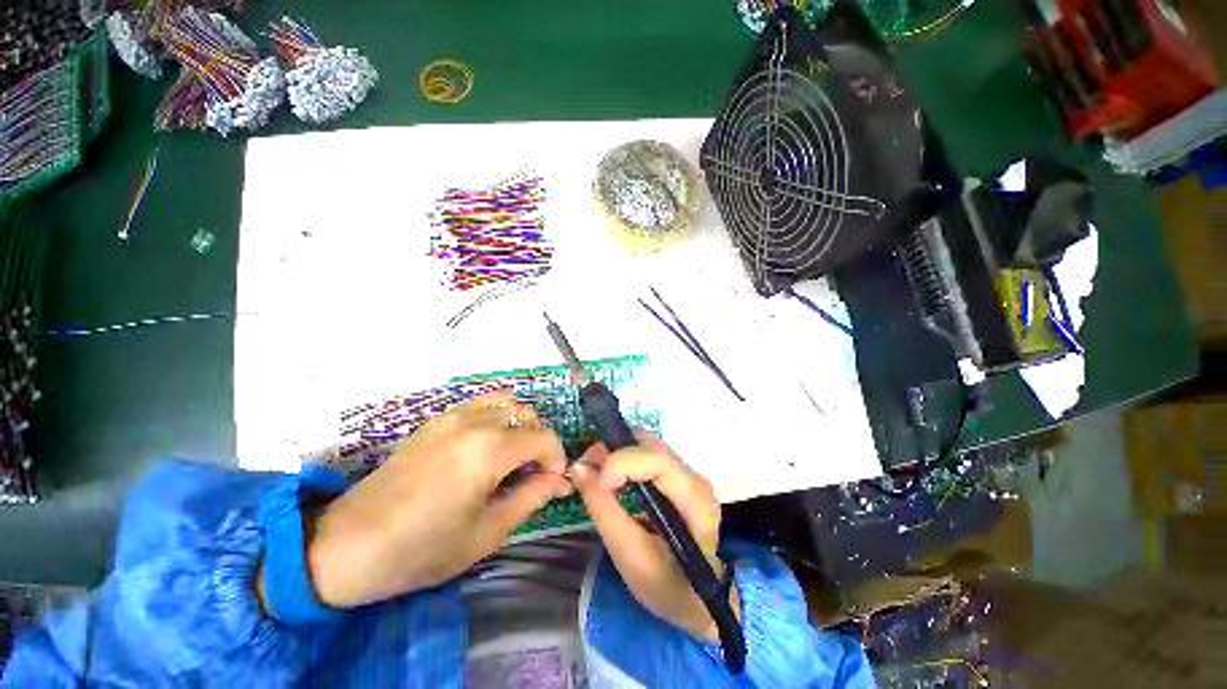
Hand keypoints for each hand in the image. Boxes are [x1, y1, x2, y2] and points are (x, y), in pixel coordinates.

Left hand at [295, 391, 570, 608]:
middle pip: (527, 414)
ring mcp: (452, 416)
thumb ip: (531, 497)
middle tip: (532, 472)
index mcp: (490, 449)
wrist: (347, 546)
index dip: (556, 460)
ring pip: (505, 402)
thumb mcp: (487, 532)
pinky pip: (479, 404)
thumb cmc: (422, 548)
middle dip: (539, 440)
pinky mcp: (435, 421)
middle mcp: (474, 421)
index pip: (544, 439)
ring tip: (512, 454)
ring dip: (519, 423)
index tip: (552, 483)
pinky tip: (486, 446)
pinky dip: (496, 416)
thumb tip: (559, 481)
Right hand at [569, 433, 738, 640]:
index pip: (658, 460)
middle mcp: (694, 477)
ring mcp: (687, 475)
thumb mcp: (630, 556)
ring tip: (594, 472)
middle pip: (651, 447)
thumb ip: (604, 510)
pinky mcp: (677, 478)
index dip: (622, 462)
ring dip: (618, 454)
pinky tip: (610, 476)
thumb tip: (578, 468)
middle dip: (615, 452)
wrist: (702, 601)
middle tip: (586, 468)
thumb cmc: (669, 587)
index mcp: (694, 499)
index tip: (594, 479)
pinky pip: (647, 456)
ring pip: (648, 447)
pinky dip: (625, 460)